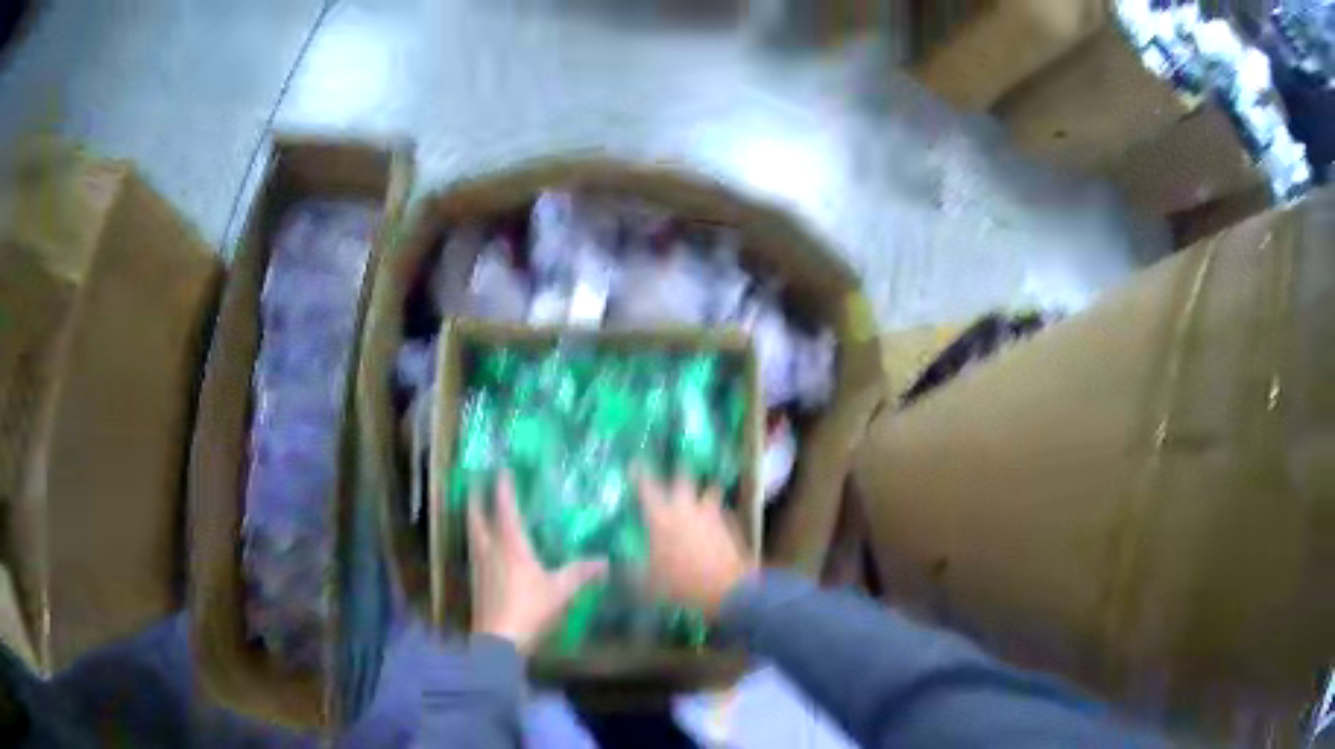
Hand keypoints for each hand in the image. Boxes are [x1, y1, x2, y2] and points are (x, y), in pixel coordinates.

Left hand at [469, 473, 607, 654]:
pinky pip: (475, 554)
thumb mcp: (560, 591)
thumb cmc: (529, 608)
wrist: (499, 640)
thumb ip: (581, 573)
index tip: (501, 469)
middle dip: (476, 500)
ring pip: (473, 536)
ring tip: (476, 513)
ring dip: (473, 521)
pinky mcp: (477, 584)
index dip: (503, 488)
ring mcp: (479, 568)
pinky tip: (484, 551)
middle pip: (477, 519)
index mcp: (510, 545)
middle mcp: (490, 550)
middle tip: (475, 484)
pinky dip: (478, 543)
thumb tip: (606, 561)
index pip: (504, 509)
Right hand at [636, 472, 755, 617]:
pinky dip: (719, 511)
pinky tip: (718, 519)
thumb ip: (628, 570)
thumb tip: (609, 565)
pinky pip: (723, 510)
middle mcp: (686, 508)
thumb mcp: (646, 582)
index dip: (639, 472)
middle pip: (683, 477)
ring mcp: (711, 514)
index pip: (646, 486)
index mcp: (661, 517)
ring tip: (701, 492)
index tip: (635, 461)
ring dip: (704, 489)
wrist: (727, 589)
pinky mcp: (731, 524)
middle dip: (678, 469)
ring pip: (709, 489)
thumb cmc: (680, 583)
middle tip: (675, 467)